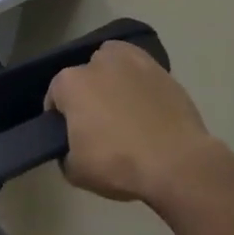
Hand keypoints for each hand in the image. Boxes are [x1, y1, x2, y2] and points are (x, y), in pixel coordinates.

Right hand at [45, 41, 213, 202]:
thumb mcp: (75, 171)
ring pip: (111, 64)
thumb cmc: (118, 165)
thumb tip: (74, 148)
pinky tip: (146, 103)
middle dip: (88, 96)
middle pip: (83, 78)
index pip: (55, 97)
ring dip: (112, 80)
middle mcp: (96, 63)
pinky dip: (139, 81)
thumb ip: (65, 153)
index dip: (61, 119)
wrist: (179, 165)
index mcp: (69, 83)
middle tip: (100, 127)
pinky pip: (141, 69)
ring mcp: (131, 63)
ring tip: (124, 109)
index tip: (72, 138)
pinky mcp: (161, 70)